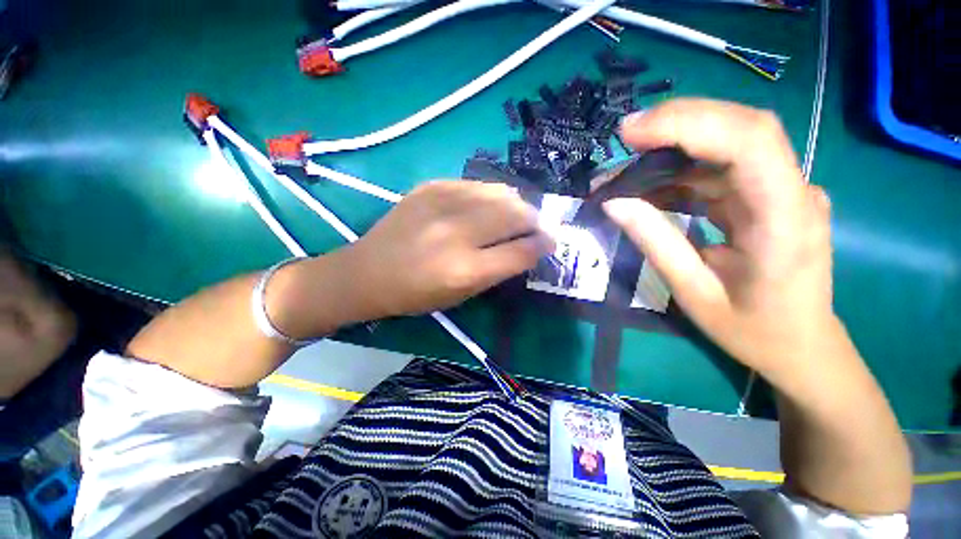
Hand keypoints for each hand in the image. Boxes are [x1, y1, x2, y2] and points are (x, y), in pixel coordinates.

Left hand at [345, 180, 553, 317]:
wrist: (367, 271)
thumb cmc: (416, 294)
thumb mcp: (461, 295)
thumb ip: (498, 270)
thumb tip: (527, 247)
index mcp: (465, 270)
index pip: (522, 251)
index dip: (543, 246)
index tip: (550, 243)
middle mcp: (457, 233)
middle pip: (516, 215)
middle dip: (535, 221)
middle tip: (536, 227)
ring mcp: (442, 204)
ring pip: (500, 193)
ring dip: (516, 205)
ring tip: (515, 215)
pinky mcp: (431, 187)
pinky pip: (476, 185)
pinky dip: (490, 195)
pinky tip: (486, 205)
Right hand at [603, 99, 837, 380]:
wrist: (802, 346)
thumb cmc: (753, 330)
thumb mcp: (694, 292)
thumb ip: (655, 242)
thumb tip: (614, 203)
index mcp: (785, 220)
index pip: (749, 142)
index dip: (690, 123)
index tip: (633, 133)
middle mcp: (794, 191)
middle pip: (742, 128)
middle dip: (678, 123)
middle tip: (625, 137)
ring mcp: (784, 190)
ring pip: (729, 143)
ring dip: (673, 149)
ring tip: (627, 171)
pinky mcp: (769, 195)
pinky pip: (722, 169)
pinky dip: (681, 172)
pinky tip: (650, 188)